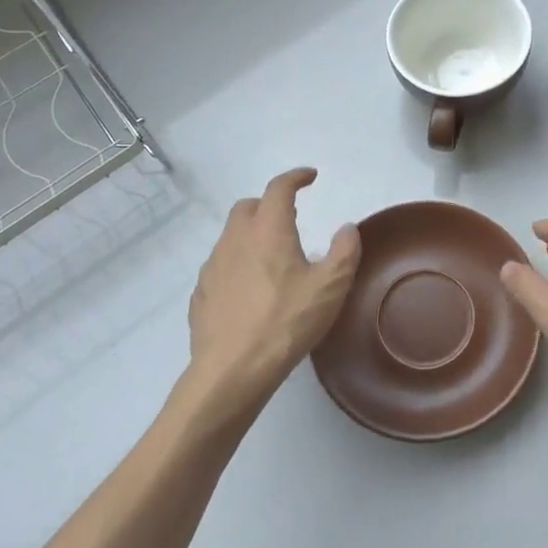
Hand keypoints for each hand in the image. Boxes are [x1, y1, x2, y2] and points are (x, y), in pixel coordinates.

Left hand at [187, 168, 360, 412]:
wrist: (232, 370)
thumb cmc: (286, 322)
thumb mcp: (330, 287)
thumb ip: (344, 251)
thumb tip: (346, 228)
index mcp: (268, 230)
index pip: (279, 188)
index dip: (296, 177)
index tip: (310, 177)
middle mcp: (235, 239)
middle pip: (249, 207)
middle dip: (269, 205)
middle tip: (290, 219)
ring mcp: (213, 266)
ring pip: (232, 236)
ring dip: (252, 236)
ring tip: (274, 259)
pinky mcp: (201, 294)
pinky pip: (221, 267)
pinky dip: (238, 265)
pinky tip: (251, 290)